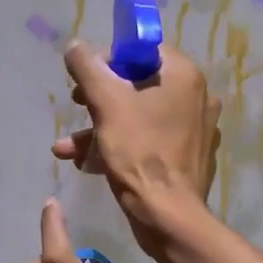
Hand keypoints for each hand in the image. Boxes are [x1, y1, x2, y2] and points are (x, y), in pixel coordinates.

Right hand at [51, 43, 220, 257]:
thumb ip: (87, 68)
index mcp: (183, 76)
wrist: (168, 215)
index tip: (85, 81)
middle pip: (138, 84)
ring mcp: (194, 129)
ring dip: (99, 128)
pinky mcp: (187, 157)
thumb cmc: (139, 153)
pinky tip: (86, 163)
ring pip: (138, 116)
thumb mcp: (106, 103)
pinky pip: (149, 141)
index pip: (142, 50)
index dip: (108, 61)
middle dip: (98, 99)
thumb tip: (75, 47)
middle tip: (75, 107)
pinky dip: (119, 146)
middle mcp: (196, 97)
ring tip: (65, 148)